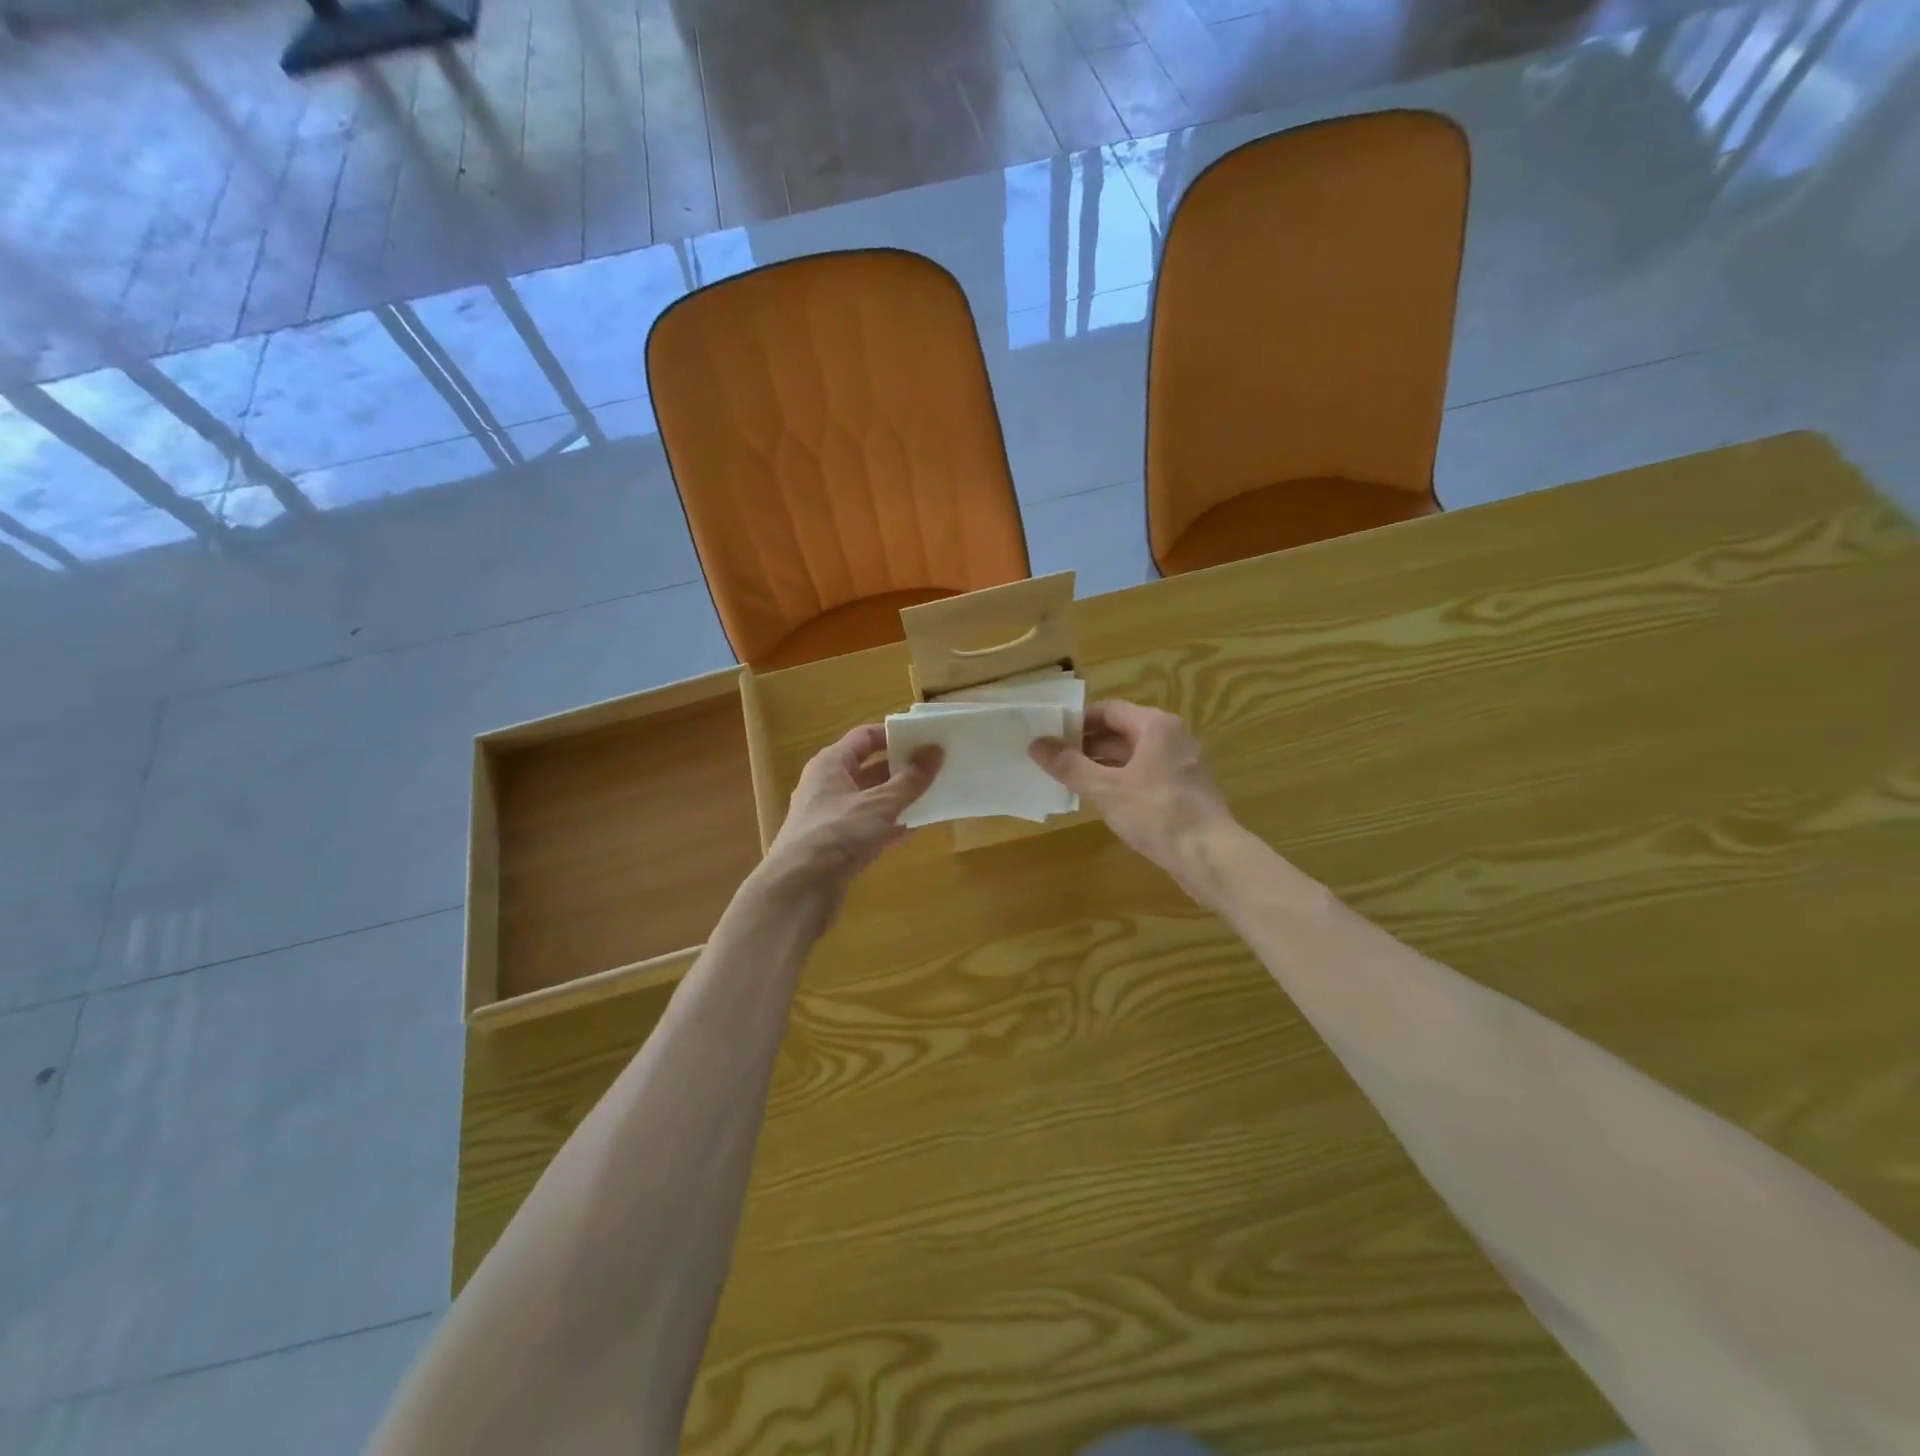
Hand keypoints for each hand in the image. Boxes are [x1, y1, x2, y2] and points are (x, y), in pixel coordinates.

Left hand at [765, 725, 941, 892]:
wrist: (800, 889)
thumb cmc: (837, 833)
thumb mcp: (880, 804)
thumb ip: (910, 780)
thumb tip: (936, 751)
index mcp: (831, 764)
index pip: (864, 737)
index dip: (894, 735)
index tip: (925, 738)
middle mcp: (828, 786)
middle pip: (869, 768)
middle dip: (901, 768)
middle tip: (936, 766)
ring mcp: (831, 817)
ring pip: (870, 800)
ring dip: (898, 798)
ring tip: (932, 794)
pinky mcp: (837, 845)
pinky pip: (868, 827)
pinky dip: (889, 826)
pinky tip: (913, 829)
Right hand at [1030, 701, 1233, 881]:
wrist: (1210, 855)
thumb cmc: (1156, 813)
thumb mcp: (1105, 789)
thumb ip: (1069, 765)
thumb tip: (1035, 744)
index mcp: (1156, 725)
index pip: (1108, 710)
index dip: (1077, 722)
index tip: (1051, 738)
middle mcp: (1173, 737)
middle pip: (1121, 731)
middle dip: (1087, 745)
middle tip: (1055, 761)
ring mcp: (1182, 764)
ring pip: (1134, 755)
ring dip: (1103, 765)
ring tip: (1071, 781)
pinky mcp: (1185, 789)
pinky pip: (1146, 774)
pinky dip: (1122, 781)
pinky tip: (1102, 800)